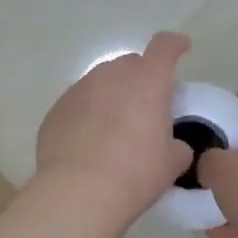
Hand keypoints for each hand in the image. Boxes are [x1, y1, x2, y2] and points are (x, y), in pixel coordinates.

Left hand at [34, 33, 193, 231]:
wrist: (79, 192)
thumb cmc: (136, 173)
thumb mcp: (172, 162)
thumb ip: (177, 145)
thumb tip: (170, 145)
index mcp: (147, 81)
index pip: (164, 47)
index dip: (175, 45)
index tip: (181, 48)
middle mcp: (111, 76)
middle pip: (130, 64)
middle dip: (141, 77)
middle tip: (146, 106)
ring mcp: (78, 90)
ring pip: (100, 83)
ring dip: (111, 96)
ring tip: (114, 128)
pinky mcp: (56, 110)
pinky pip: (77, 104)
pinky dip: (87, 115)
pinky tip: (88, 143)